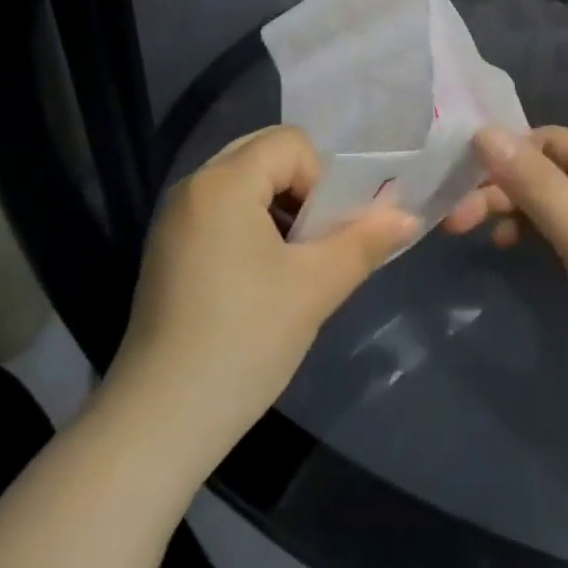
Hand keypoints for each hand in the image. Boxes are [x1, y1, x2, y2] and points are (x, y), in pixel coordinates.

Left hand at [106, 126, 415, 458]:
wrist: (158, 424)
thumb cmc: (243, 341)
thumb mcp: (314, 288)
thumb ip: (364, 242)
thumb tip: (409, 216)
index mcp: (223, 182)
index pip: (291, 143)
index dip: (320, 179)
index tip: (323, 235)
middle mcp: (193, 185)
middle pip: (264, 155)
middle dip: (301, 190)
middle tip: (315, 242)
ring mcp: (173, 218)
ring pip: (243, 183)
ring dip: (277, 208)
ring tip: (292, 263)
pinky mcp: (166, 249)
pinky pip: (220, 209)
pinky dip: (250, 225)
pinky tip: (259, 279)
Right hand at [446, 126, 567, 426]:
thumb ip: (531, 179)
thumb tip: (482, 131)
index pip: (547, 139)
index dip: (505, 150)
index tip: (462, 175)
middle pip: (545, 173)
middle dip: (501, 188)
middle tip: (456, 219)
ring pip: (551, 206)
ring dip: (513, 212)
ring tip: (479, 236)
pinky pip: (563, 238)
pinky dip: (534, 238)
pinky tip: (514, 252)